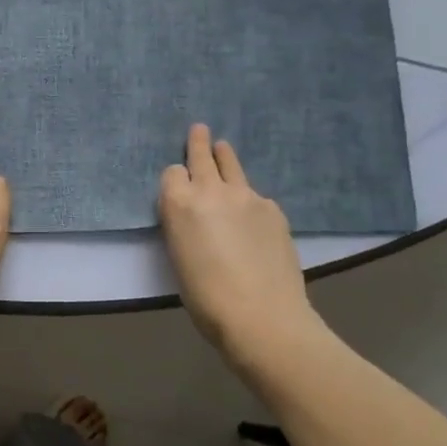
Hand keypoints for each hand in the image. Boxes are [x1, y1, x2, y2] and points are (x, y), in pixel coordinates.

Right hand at [159, 124, 330, 371]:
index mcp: (178, 204)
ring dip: (224, 158)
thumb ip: (183, 226)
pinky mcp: (273, 208)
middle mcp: (211, 190)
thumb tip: (196, 216)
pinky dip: (248, 199)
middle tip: (199, 129)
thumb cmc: (206, 298)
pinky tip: (253, 218)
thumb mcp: (179, 257)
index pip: (173, 172)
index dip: (175, 179)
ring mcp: (246, 196)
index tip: (178, 188)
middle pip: (201, 156)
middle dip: (198, 142)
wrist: (261, 316)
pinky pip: (255, 194)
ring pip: (232, 165)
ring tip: (223, 148)